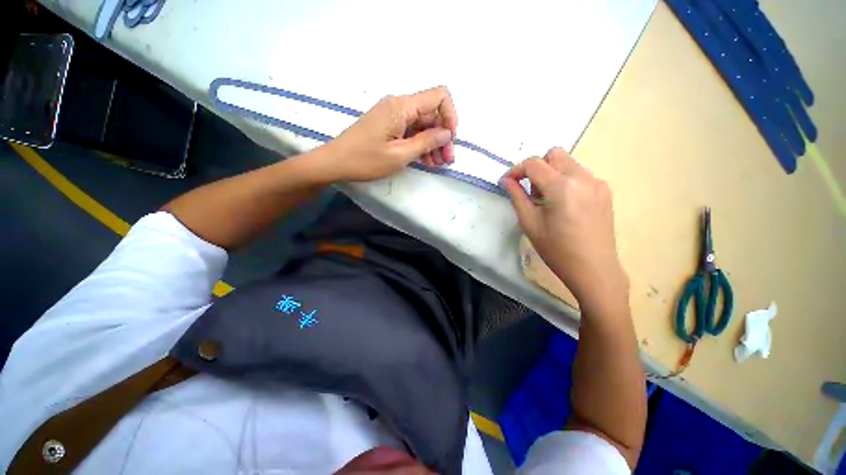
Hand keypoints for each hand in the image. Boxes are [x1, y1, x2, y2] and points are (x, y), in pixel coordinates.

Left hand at [317, 86, 457, 182]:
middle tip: (447, 160)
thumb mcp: (400, 155)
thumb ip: (426, 142)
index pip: (439, 96)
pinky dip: (420, 144)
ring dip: (433, 142)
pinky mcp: (389, 125)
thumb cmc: (366, 160)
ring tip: (437, 163)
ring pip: (423, 124)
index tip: (450, 139)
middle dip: (442, 136)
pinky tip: (425, 160)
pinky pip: (411, 131)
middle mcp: (399, 105)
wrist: (335, 162)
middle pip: (432, 113)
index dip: (450, 116)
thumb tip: (447, 133)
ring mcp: (393, 115)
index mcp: (402, 106)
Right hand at [501, 148, 628, 309]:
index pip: (534, 163)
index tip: (508, 182)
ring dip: (551, 174)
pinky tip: (564, 204)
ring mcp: (597, 183)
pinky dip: (566, 181)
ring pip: (568, 163)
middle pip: (554, 154)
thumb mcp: (529, 223)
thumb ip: (516, 196)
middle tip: (531, 192)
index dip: (516, 170)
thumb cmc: (556, 249)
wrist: (593, 269)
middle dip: (537, 168)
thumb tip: (506, 180)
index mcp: (562, 186)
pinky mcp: (605, 190)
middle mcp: (583, 177)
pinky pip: (580, 174)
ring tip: (547, 200)